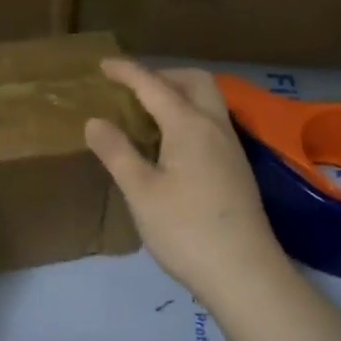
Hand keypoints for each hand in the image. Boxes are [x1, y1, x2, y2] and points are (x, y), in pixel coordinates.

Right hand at [84, 60, 285, 300]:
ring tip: (148, 114)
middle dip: (163, 75)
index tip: (103, 65)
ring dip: (179, 94)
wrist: (245, 275)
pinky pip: (212, 122)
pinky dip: (188, 115)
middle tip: (133, 89)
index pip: (154, 85)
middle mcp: (215, 127)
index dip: (127, 72)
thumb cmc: (186, 230)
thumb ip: (117, 152)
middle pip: (194, 81)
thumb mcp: (140, 192)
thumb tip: (95, 121)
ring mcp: (231, 148)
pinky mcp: (237, 169)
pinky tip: (171, 144)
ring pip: (208, 101)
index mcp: (189, 125)